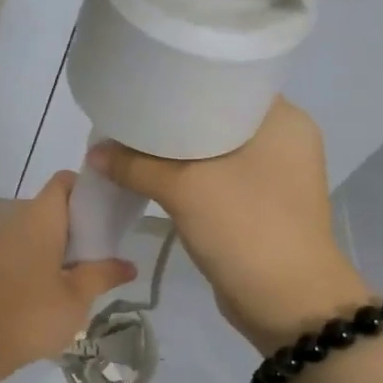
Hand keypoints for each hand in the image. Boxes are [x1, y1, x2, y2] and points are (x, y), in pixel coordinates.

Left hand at [0, 173, 136, 382]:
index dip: (87, 190)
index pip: (65, 182)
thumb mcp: (76, 298)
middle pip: (49, 207)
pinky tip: (42, 291)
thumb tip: (128, 264)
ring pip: (30, 231)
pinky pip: (13, 250)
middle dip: (74, 225)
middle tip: (98, 253)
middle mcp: (12, 219)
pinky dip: (31, 261)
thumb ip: (103, 275)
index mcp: (39, 217)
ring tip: (74, 276)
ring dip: (53, 246)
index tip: (106, 217)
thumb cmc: (30, 315)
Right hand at [88, 98, 368, 354]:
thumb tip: (95, 152)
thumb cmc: (246, 228)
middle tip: (130, 113)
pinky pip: (217, 177)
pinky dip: (187, 175)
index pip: (229, 81)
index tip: (145, 80)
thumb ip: (136, 166)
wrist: (288, 304)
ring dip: (176, 151)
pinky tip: (153, 175)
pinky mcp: (260, 204)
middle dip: (172, 118)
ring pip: (214, 149)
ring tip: (132, 142)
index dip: (185, 79)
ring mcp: (274, 175)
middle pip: (216, 115)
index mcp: (282, 119)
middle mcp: (283, 140)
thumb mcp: (185, 189)